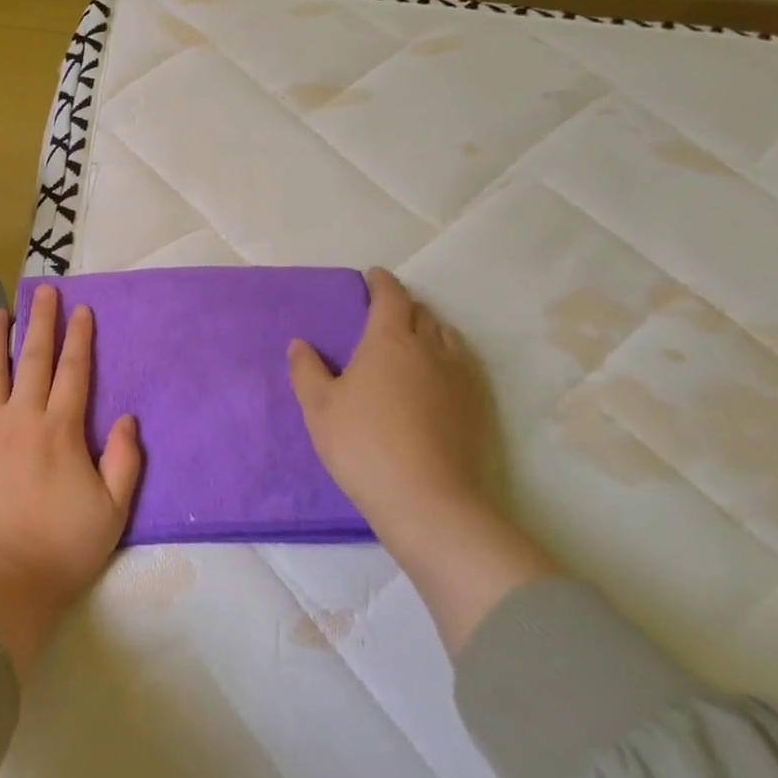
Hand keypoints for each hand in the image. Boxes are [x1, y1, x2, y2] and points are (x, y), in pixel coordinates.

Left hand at [0, 284, 141, 674]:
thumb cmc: (62, 549)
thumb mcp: (113, 510)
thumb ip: (125, 461)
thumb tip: (129, 417)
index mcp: (61, 430)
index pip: (74, 371)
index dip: (80, 337)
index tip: (81, 308)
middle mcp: (22, 418)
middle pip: (33, 359)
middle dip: (41, 322)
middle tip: (43, 289)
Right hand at [288, 267, 492, 550]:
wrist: (427, 500)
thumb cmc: (362, 445)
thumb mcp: (319, 407)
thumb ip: (306, 370)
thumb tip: (300, 344)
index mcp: (389, 340)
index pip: (390, 296)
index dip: (381, 282)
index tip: (373, 276)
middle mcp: (430, 348)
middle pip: (421, 312)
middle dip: (403, 305)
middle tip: (385, 313)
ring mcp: (460, 377)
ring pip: (447, 336)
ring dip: (429, 329)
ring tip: (413, 342)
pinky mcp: (478, 406)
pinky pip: (463, 364)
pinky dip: (448, 357)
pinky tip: (437, 377)